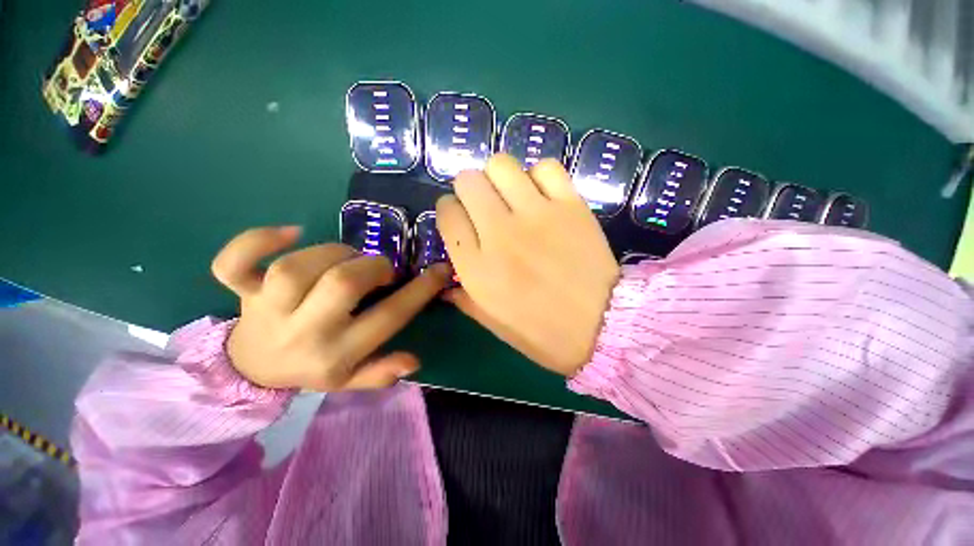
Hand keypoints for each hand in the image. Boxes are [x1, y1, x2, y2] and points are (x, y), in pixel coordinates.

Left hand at [211, 227, 451, 390]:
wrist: (250, 369)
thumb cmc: (311, 367)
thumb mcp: (349, 380)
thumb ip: (381, 373)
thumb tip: (414, 361)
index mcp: (335, 354)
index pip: (389, 317)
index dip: (420, 290)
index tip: (439, 270)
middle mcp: (303, 332)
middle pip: (342, 284)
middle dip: (373, 267)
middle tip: (380, 269)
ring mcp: (267, 310)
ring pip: (299, 267)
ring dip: (334, 253)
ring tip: (347, 257)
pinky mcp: (241, 292)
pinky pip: (235, 263)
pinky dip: (257, 241)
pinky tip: (290, 233)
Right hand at [437, 154, 619, 375]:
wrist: (602, 326)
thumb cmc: (541, 332)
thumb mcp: (492, 321)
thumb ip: (463, 298)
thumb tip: (446, 283)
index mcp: (476, 266)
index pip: (446, 213)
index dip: (449, 210)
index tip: (460, 217)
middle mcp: (499, 233)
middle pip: (468, 181)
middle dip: (469, 188)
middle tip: (483, 203)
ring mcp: (536, 215)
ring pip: (501, 165)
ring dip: (499, 176)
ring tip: (510, 194)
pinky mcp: (570, 205)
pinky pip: (545, 168)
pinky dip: (538, 176)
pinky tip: (541, 195)